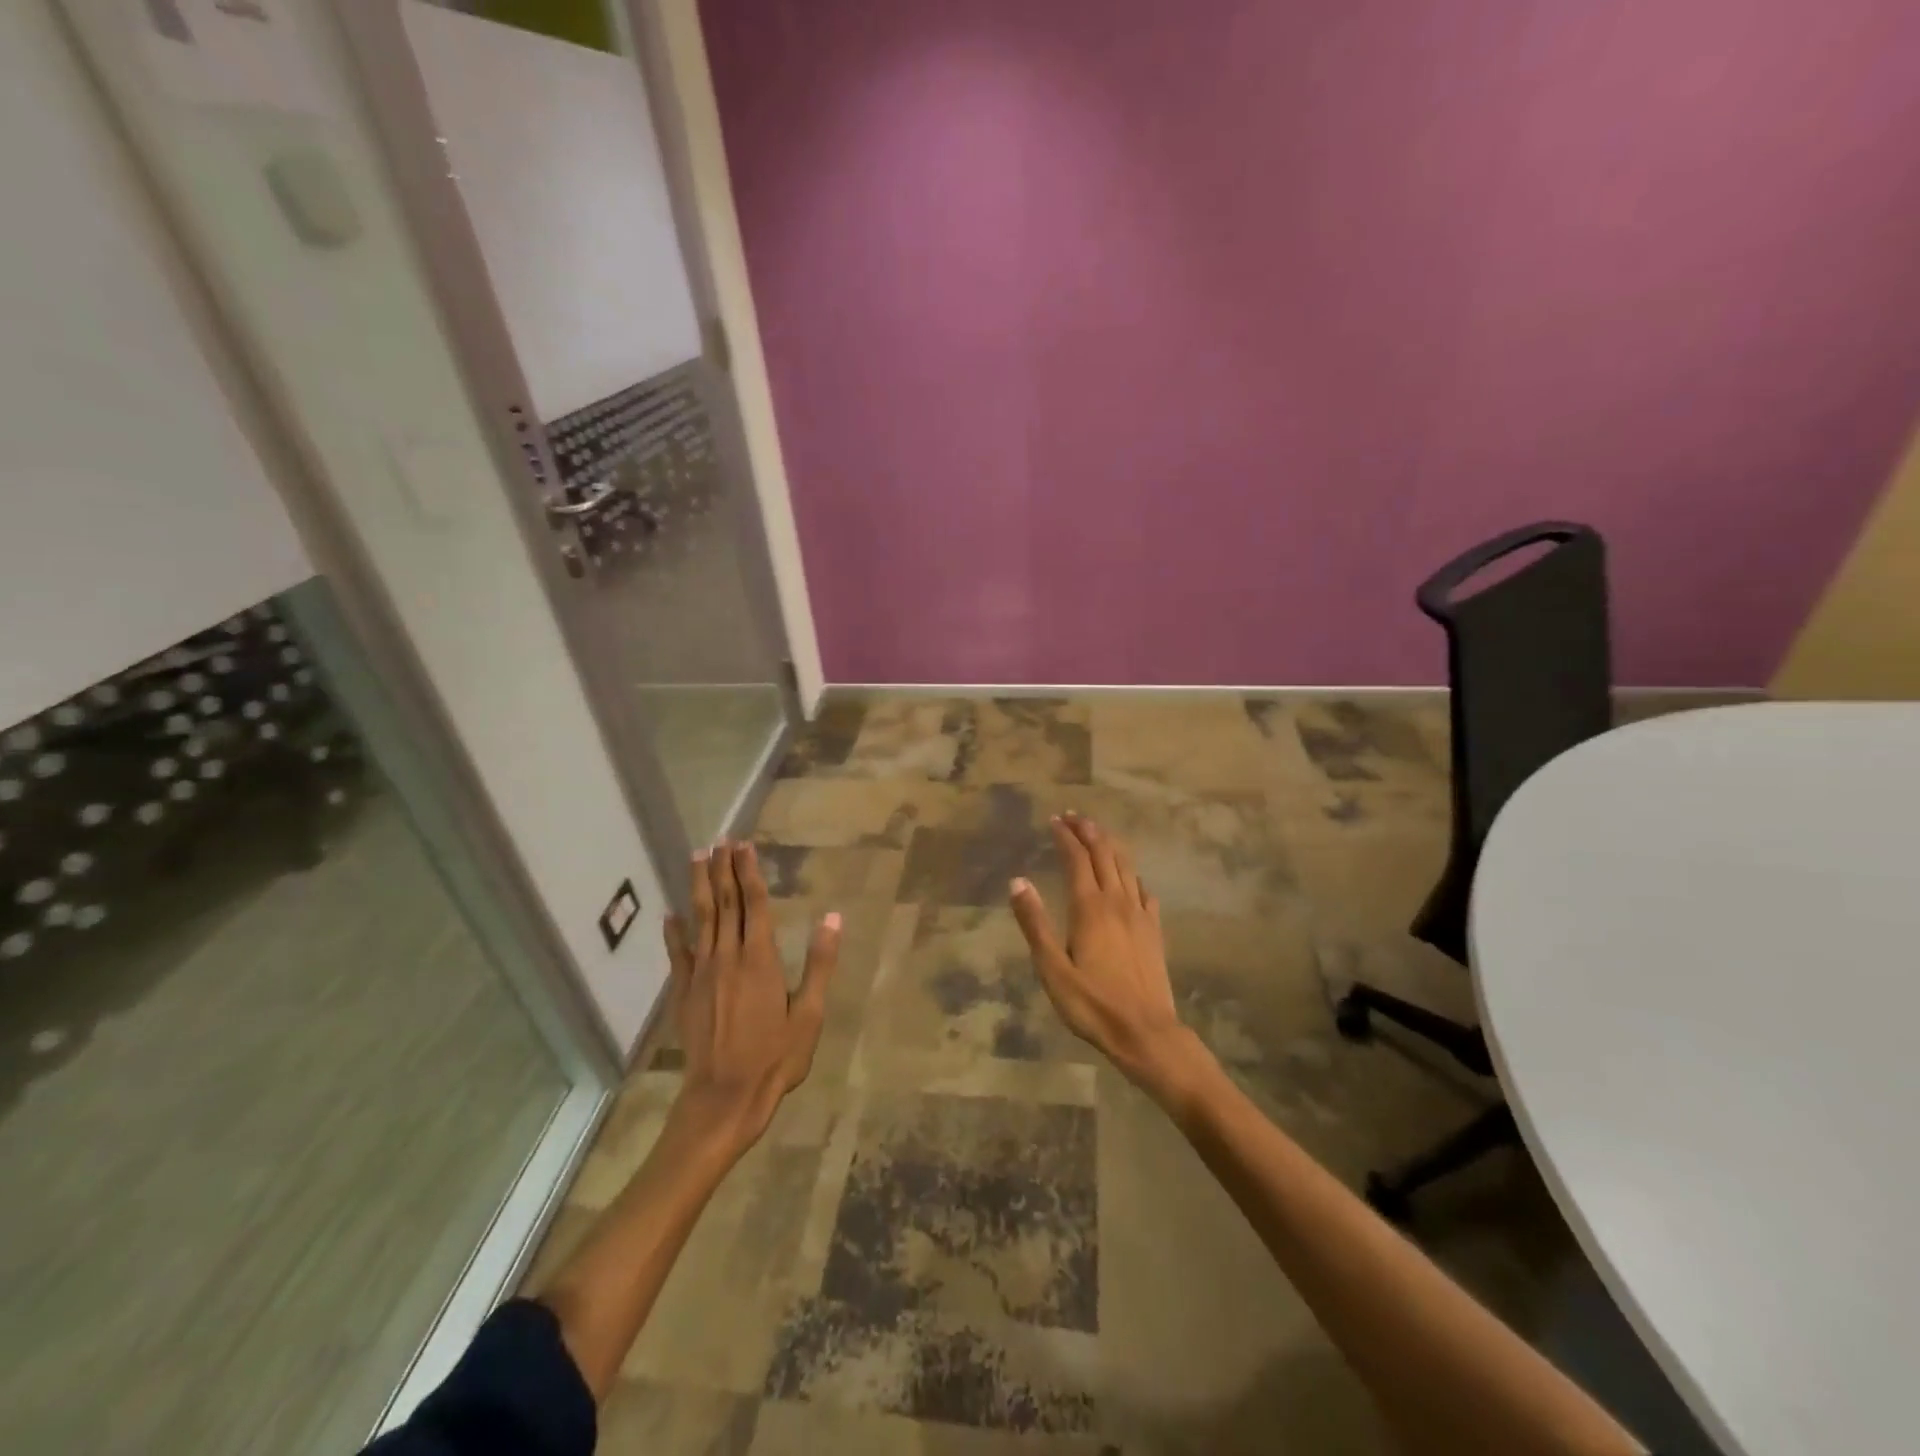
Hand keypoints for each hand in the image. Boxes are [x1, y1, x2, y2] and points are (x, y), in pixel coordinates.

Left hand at [663, 841, 840, 1152]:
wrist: (724, 1098)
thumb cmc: (775, 1058)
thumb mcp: (809, 1014)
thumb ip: (820, 964)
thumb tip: (833, 919)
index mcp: (760, 959)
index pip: (754, 904)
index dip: (749, 872)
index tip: (744, 845)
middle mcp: (728, 957)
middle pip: (724, 903)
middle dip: (722, 869)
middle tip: (720, 840)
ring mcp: (702, 974)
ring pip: (699, 919)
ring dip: (698, 886)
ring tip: (697, 858)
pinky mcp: (685, 993)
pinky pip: (678, 954)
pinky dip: (674, 932)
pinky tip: (669, 914)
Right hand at [1009, 813, 1200, 1094]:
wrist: (1147, 1033)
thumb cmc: (1093, 1005)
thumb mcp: (1052, 969)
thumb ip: (1035, 924)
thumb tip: (1017, 881)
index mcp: (1089, 907)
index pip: (1076, 859)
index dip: (1065, 836)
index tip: (1054, 820)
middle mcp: (1117, 901)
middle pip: (1104, 854)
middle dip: (1088, 831)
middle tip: (1074, 816)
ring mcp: (1139, 914)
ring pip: (1126, 866)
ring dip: (1110, 845)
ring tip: (1098, 833)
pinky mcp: (1154, 930)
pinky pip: (1144, 890)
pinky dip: (1132, 875)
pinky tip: (1131, 879)